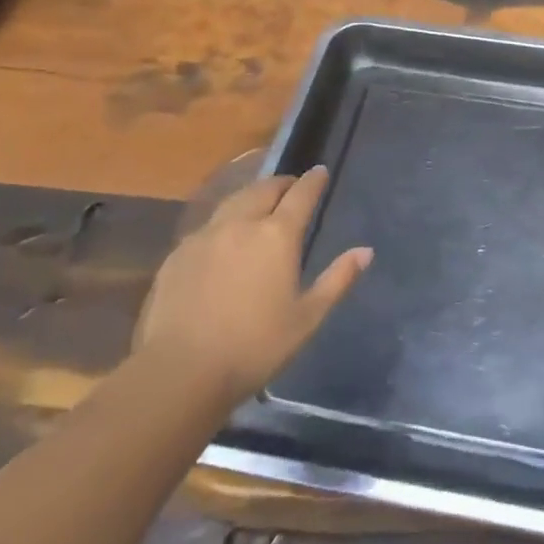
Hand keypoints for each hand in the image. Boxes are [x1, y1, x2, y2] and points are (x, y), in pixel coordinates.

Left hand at [134, 167, 370, 406]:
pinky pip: (207, 226)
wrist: (180, 372)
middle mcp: (241, 224)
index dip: (313, 180)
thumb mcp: (307, 317)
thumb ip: (338, 279)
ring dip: (251, 196)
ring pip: (233, 201)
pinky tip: (223, 240)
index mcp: (277, 236)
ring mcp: (205, 236)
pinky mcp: (177, 255)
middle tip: (291, 186)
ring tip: (259, 202)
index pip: (301, 195)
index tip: (320, 171)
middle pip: (264, 189)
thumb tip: (365, 251)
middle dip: (281, 183)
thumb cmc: (255, 347)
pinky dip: (224, 222)